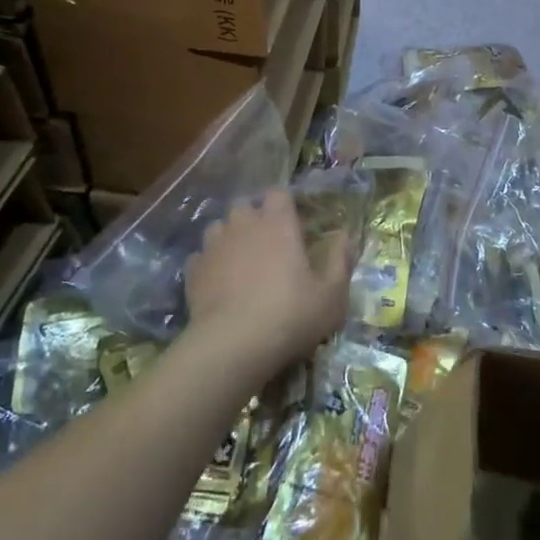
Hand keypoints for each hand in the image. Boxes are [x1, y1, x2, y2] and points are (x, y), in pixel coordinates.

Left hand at [185, 191, 352, 375]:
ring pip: (218, 226)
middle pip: (244, 205)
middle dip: (253, 216)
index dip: (284, 204)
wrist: (232, 346)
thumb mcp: (332, 296)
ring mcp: (214, 246)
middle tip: (267, 242)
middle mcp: (244, 225)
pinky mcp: (193, 271)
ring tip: (239, 259)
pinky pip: (201, 256)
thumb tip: (346, 235)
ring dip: (229, 236)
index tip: (293, 222)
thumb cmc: (290, 316)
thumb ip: (341, 261)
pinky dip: (209, 263)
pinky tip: (218, 282)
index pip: (278, 193)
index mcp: (279, 224)